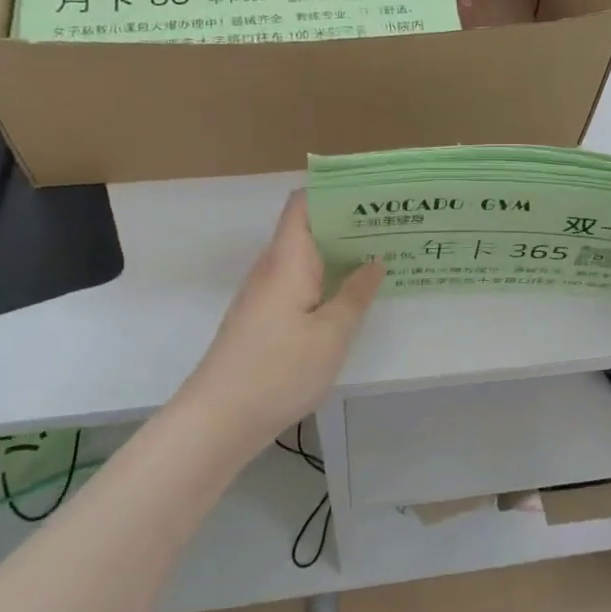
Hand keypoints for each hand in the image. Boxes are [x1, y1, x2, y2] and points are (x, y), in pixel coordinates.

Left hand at [174, 193, 383, 449]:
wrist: (218, 419)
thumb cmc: (278, 371)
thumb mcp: (331, 334)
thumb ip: (355, 294)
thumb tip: (374, 261)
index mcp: (287, 260)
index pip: (302, 203)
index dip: (333, 191)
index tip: (372, 195)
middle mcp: (271, 268)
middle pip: (306, 228)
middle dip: (346, 222)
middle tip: (391, 225)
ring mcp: (264, 294)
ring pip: (303, 257)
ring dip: (337, 252)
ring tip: (381, 253)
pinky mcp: (263, 317)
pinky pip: (298, 282)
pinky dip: (325, 279)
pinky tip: (351, 294)